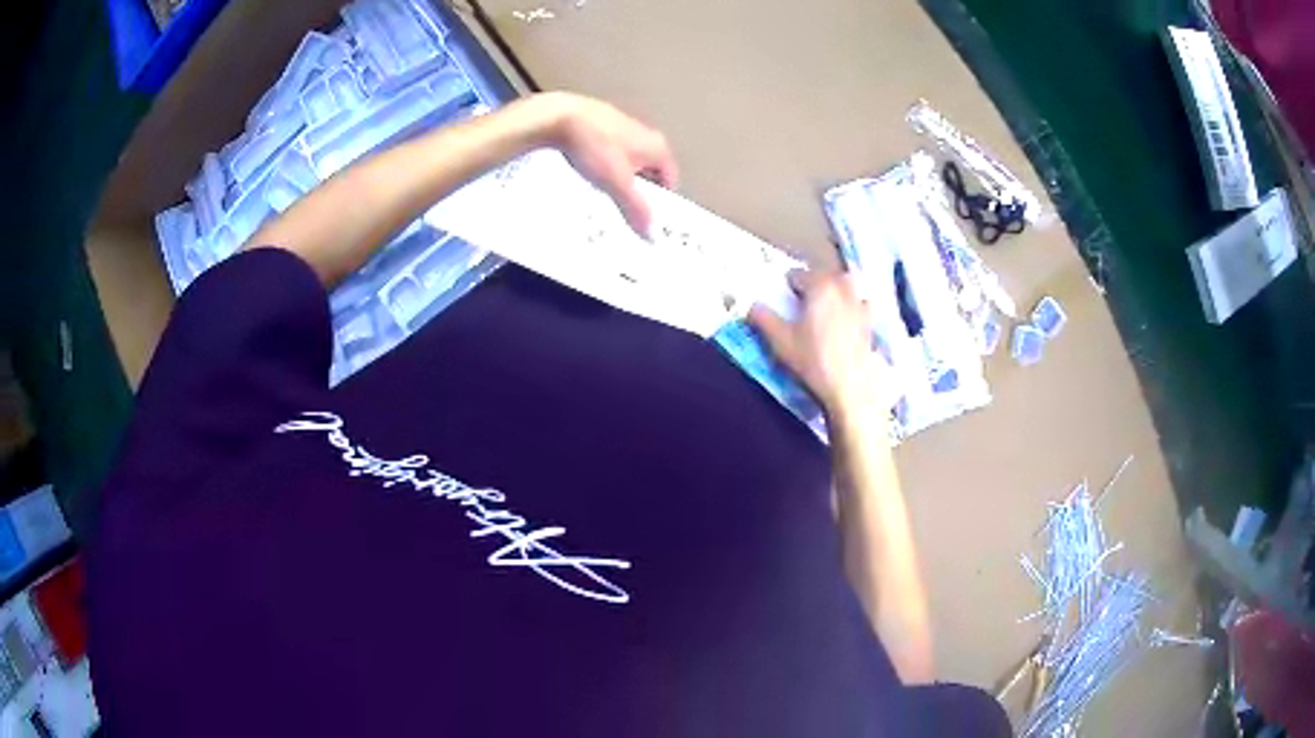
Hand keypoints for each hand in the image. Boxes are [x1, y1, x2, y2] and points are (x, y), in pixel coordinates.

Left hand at [534, 92, 678, 235]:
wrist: (558, 117)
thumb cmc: (595, 148)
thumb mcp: (617, 184)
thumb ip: (636, 209)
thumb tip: (651, 234)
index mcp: (657, 147)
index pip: (671, 179)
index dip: (661, 201)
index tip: (646, 218)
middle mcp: (646, 134)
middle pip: (650, 171)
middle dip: (639, 191)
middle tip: (624, 210)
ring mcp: (623, 126)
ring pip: (630, 160)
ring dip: (621, 178)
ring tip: (603, 193)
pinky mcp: (601, 123)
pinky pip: (611, 151)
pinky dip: (605, 164)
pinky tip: (588, 172)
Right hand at [748, 270, 882, 414]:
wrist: (850, 388)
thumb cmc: (813, 361)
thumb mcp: (781, 341)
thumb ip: (763, 318)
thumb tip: (751, 306)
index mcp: (819, 287)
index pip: (798, 274)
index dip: (787, 284)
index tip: (782, 298)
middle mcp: (842, 288)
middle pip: (824, 275)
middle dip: (811, 282)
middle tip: (800, 301)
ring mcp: (860, 304)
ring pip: (846, 284)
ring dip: (834, 288)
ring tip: (824, 306)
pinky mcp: (871, 322)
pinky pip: (862, 303)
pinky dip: (854, 304)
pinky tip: (847, 319)